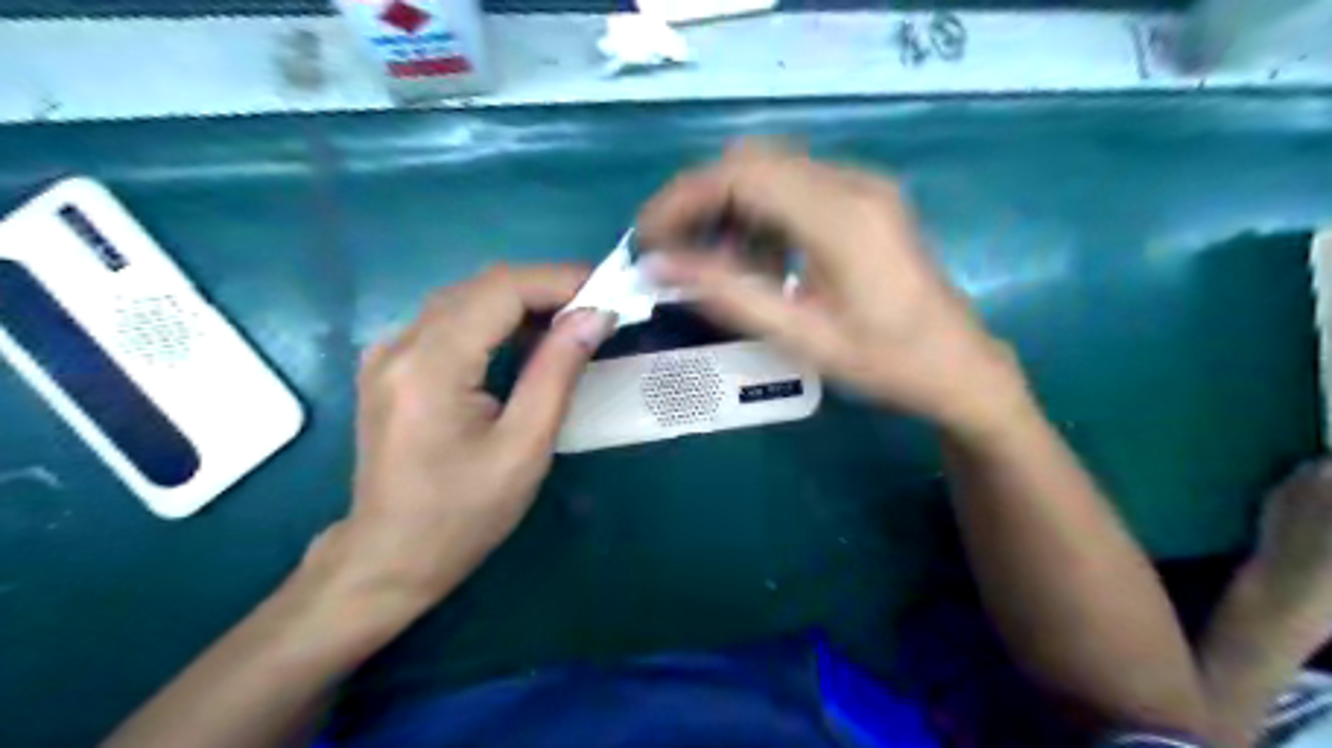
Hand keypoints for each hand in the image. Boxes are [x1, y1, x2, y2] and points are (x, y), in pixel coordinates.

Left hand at [331, 266, 616, 604]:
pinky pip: (451, 320)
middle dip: (545, 288)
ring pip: (467, 298)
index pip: (501, 290)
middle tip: (597, 309)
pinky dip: (496, 319)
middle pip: (482, 286)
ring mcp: (389, 351)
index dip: (558, 280)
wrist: (390, 556)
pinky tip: (526, 341)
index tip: (607, 291)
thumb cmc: (463, 514)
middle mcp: (401, 343)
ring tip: (572, 323)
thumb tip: (595, 316)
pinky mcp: (392, 364)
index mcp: (431, 365)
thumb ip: (558, 373)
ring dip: (523, 302)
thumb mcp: (524, 448)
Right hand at [634, 143, 1028, 433]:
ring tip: (711, 260)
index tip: (648, 239)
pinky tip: (758, 257)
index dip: (683, 199)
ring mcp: (863, 185)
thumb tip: (659, 267)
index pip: (741, 176)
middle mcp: (852, 183)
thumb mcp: (802, 338)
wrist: (959, 366)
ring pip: (771, 168)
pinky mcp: (865, 197)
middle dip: (699, 199)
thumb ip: (728, 296)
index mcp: (841, 218)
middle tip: (671, 250)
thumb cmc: (886, 363)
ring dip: (729, 205)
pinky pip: (795, 185)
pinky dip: (759, 212)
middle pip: (752, 160)